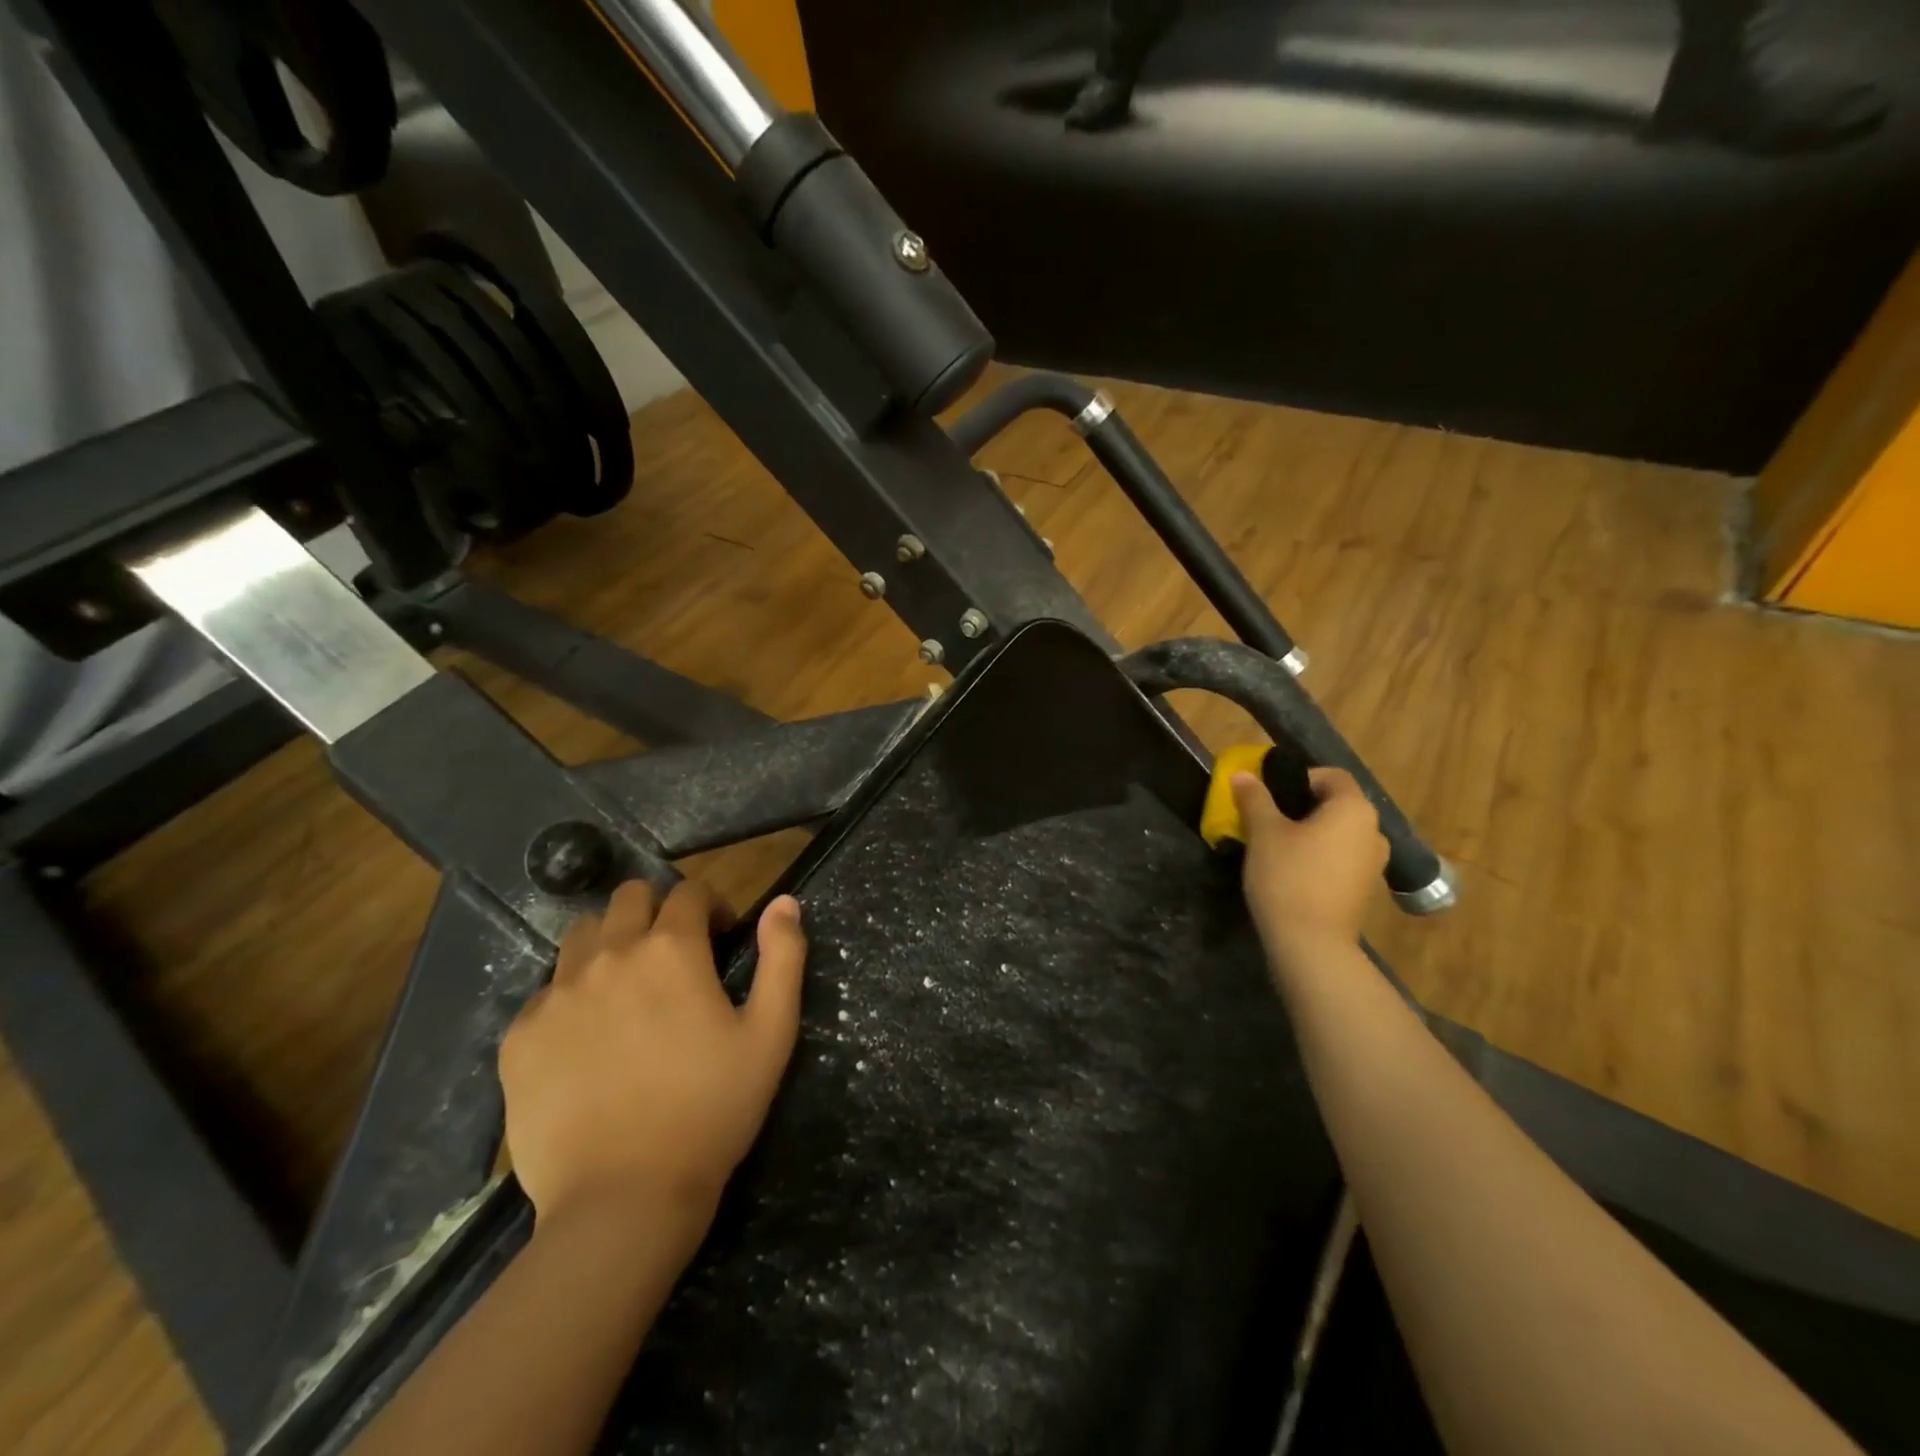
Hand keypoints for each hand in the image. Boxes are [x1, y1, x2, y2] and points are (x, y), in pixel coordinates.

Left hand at [499, 880, 807, 1238]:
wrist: (624, 1199)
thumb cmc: (712, 1109)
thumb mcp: (771, 1032)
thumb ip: (783, 957)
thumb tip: (784, 900)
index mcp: (671, 949)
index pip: (689, 891)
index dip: (712, 906)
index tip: (721, 940)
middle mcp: (610, 955)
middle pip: (629, 897)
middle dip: (658, 912)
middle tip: (674, 958)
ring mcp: (557, 995)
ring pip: (583, 935)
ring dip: (611, 944)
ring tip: (628, 991)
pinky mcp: (520, 1037)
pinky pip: (546, 992)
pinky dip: (572, 997)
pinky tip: (589, 1042)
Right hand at [1231, 766, 1387, 966]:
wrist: (1310, 943)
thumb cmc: (1288, 876)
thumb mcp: (1264, 832)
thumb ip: (1255, 798)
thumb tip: (1243, 774)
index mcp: (1354, 809)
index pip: (1332, 776)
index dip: (1299, 778)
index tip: (1269, 793)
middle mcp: (1374, 832)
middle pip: (1336, 805)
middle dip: (1301, 806)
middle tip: (1266, 817)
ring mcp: (1373, 864)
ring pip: (1338, 834)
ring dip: (1310, 833)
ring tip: (1276, 846)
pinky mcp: (1364, 890)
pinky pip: (1340, 859)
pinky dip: (1319, 856)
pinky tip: (1291, 871)